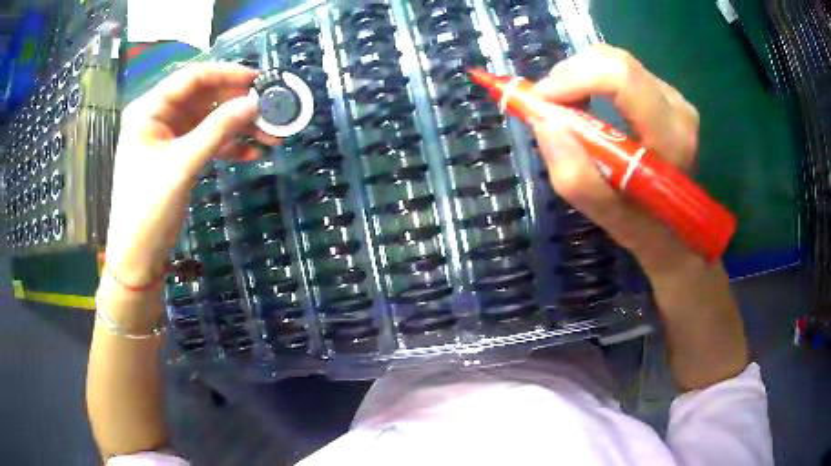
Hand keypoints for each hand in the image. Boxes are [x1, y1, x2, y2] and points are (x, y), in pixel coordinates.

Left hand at [103, 62, 264, 288]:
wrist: (137, 257)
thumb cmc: (148, 208)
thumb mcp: (182, 166)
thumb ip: (217, 130)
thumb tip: (254, 103)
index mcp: (150, 109)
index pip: (192, 78)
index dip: (227, 75)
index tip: (260, 81)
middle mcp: (159, 116)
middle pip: (204, 97)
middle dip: (237, 103)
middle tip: (270, 109)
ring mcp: (170, 137)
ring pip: (210, 119)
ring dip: (238, 126)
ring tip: (270, 134)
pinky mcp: (179, 156)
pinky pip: (208, 141)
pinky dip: (229, 145)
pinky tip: (252, 153)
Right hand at [534, 45, 747, 388]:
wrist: (682, 235)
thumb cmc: (647, 230)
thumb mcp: (610, 217)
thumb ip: (577, 177)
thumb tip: (543, 122)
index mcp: (670, 136)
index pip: (621, 77)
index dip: (574, 77)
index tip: (542, 99)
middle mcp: (679, 108)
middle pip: (615, 61)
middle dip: (572, 74)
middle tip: (550, 102)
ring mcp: (677, 100)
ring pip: (617, 62)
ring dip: (582, 77)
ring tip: (567, 105)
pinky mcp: (670, 98)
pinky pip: (624, 73)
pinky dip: (595, 81)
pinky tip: (589, 103)